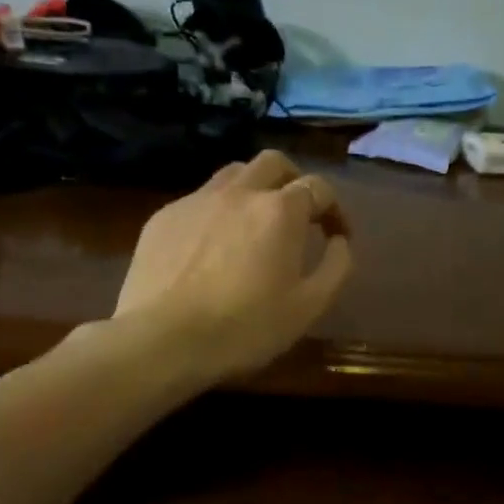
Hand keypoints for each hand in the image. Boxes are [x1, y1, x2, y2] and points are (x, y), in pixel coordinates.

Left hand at [112, 149, 353, 378]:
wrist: (163, 340)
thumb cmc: (246, 328)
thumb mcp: (309, 307)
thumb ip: (336, 267)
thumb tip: (340, 242)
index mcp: (280, 211)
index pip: (318, 187)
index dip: (335, 209)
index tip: (337, 235)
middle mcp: (239, 192)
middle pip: (274, 163)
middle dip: (294, 181)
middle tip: (299, 213)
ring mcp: (196, 200)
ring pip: (233, 173)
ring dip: (254, 188)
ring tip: (256, 222)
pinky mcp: (163, 217)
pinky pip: (199, 199)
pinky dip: (218, 212)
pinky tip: (214, 247)